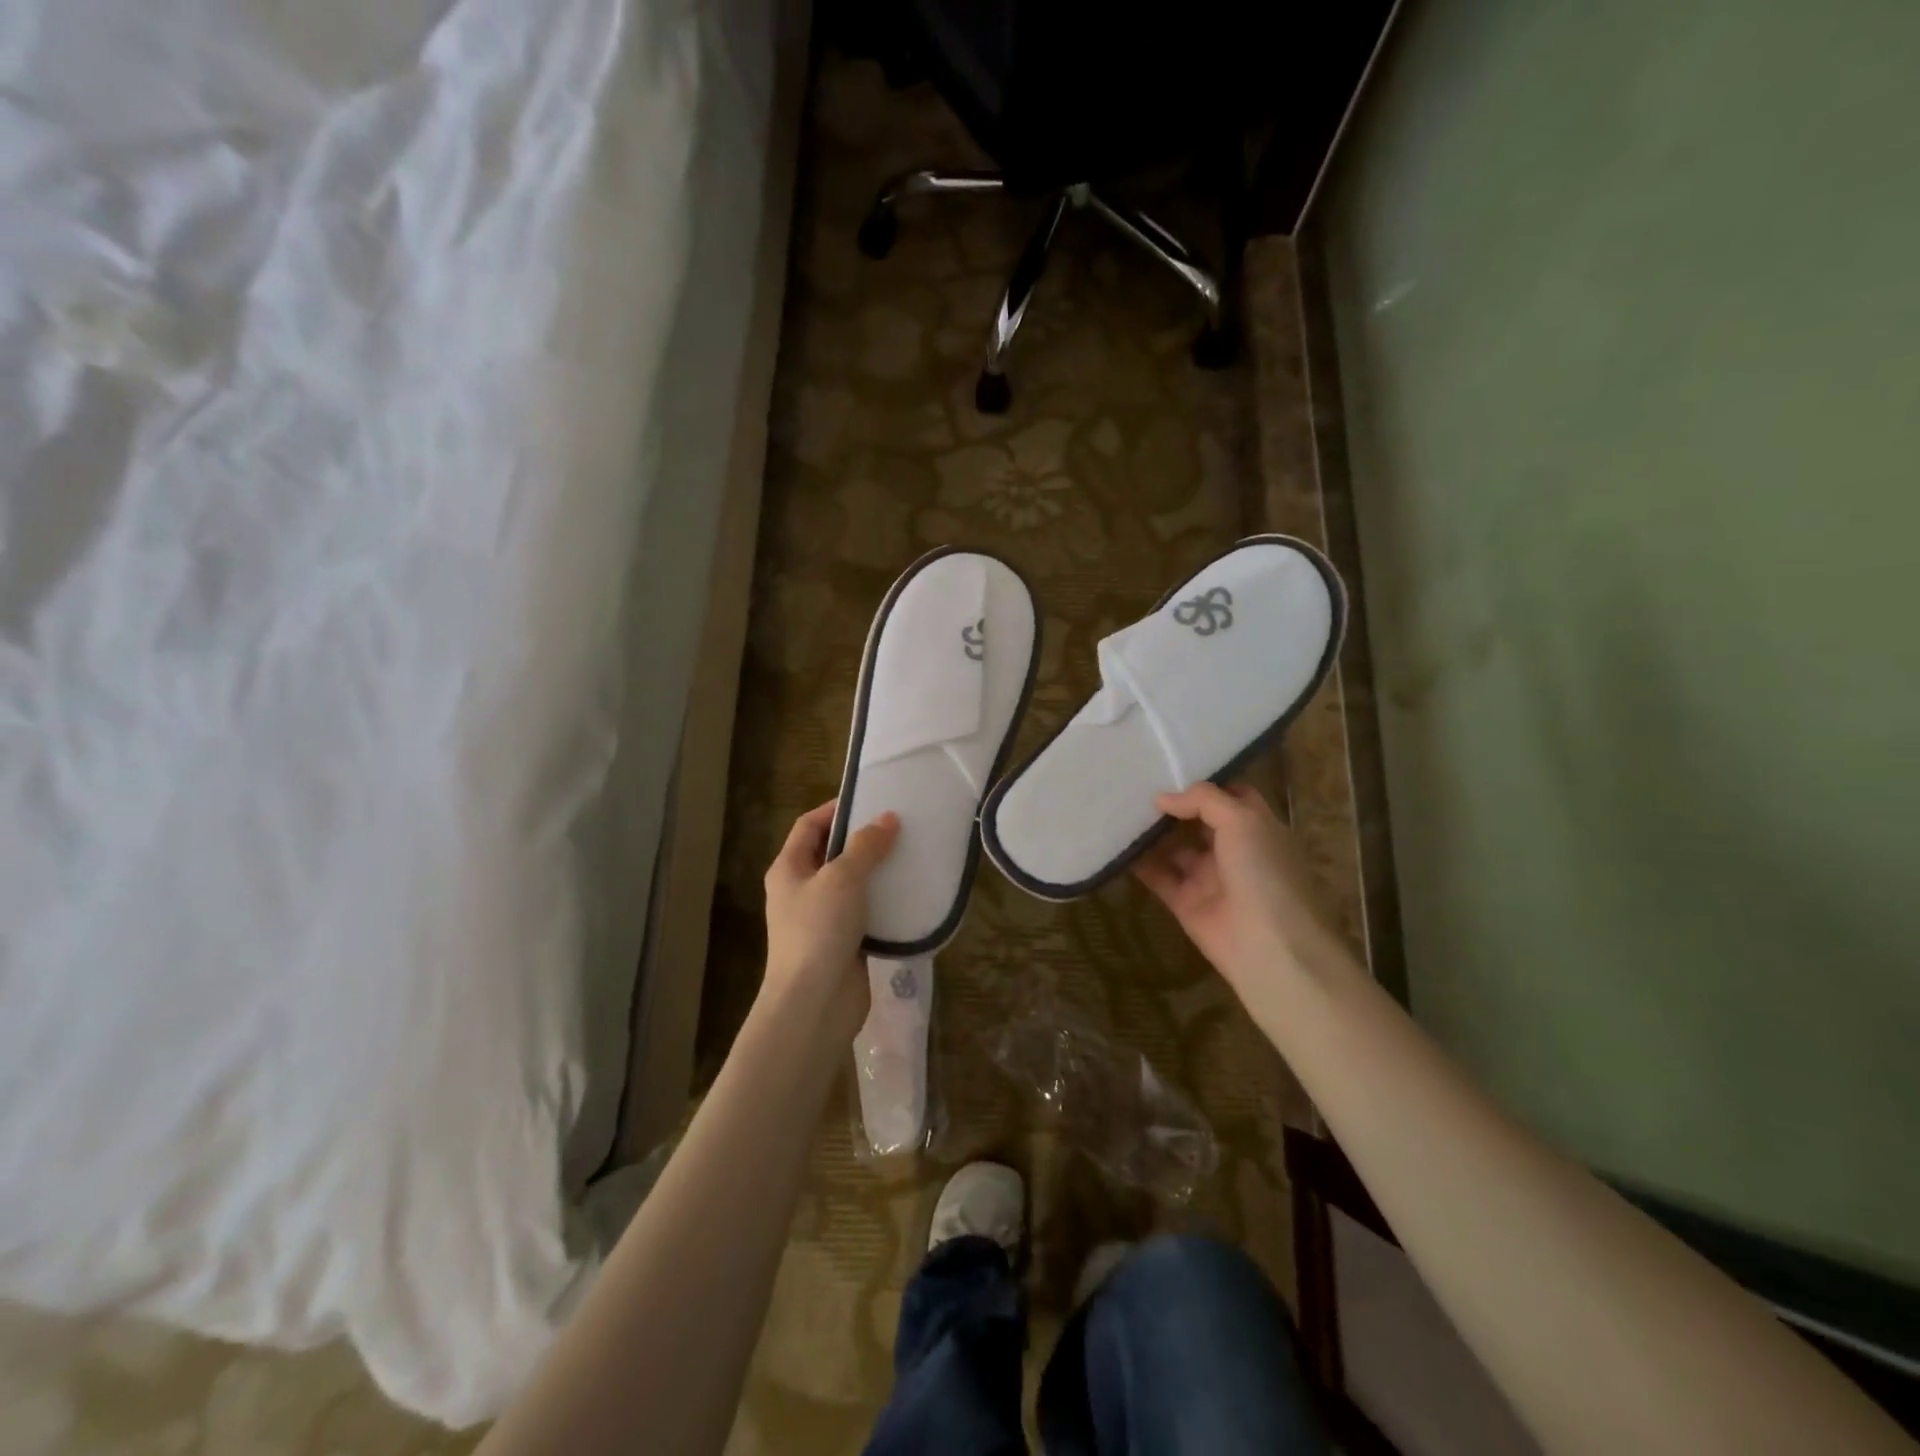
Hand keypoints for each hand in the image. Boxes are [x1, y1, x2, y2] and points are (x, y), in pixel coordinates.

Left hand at [762, 800, 899, 1032]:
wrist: (814, 1003)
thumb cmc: (819, 929)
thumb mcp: (843, 877)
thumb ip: (866, 846)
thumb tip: (887, 819)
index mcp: (789, 868)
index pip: (809, 825)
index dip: (836, 809)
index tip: (871, 801)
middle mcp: (801, 890)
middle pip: (831, 853)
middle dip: (863, 840)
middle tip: (899, 827)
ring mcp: (821, 919)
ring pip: (852, 884)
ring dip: (877, 871)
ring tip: (910, 856)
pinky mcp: (843, 943)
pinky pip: (865, 913)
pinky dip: (885, 902)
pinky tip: (911, 894)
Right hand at [1133, 782, 1346, 998]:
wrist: (1269, 946)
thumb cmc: (1264, 873)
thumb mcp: (1242, 821)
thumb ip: (1203, 801)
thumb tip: (1163, 798)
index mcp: (1256, 828)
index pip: (1231, 795)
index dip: (1206, 782)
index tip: (1172, 766)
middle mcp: (1232, 849)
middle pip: (1197, 820)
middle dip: (1171, 805)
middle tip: (1135, 784)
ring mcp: (1208, 877)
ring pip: (1174, 848)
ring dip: (1151, 832)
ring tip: (1119, 809)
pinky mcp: (1184, 902)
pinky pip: (1157, 876)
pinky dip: (1138, 862)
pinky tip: (1116, 843)